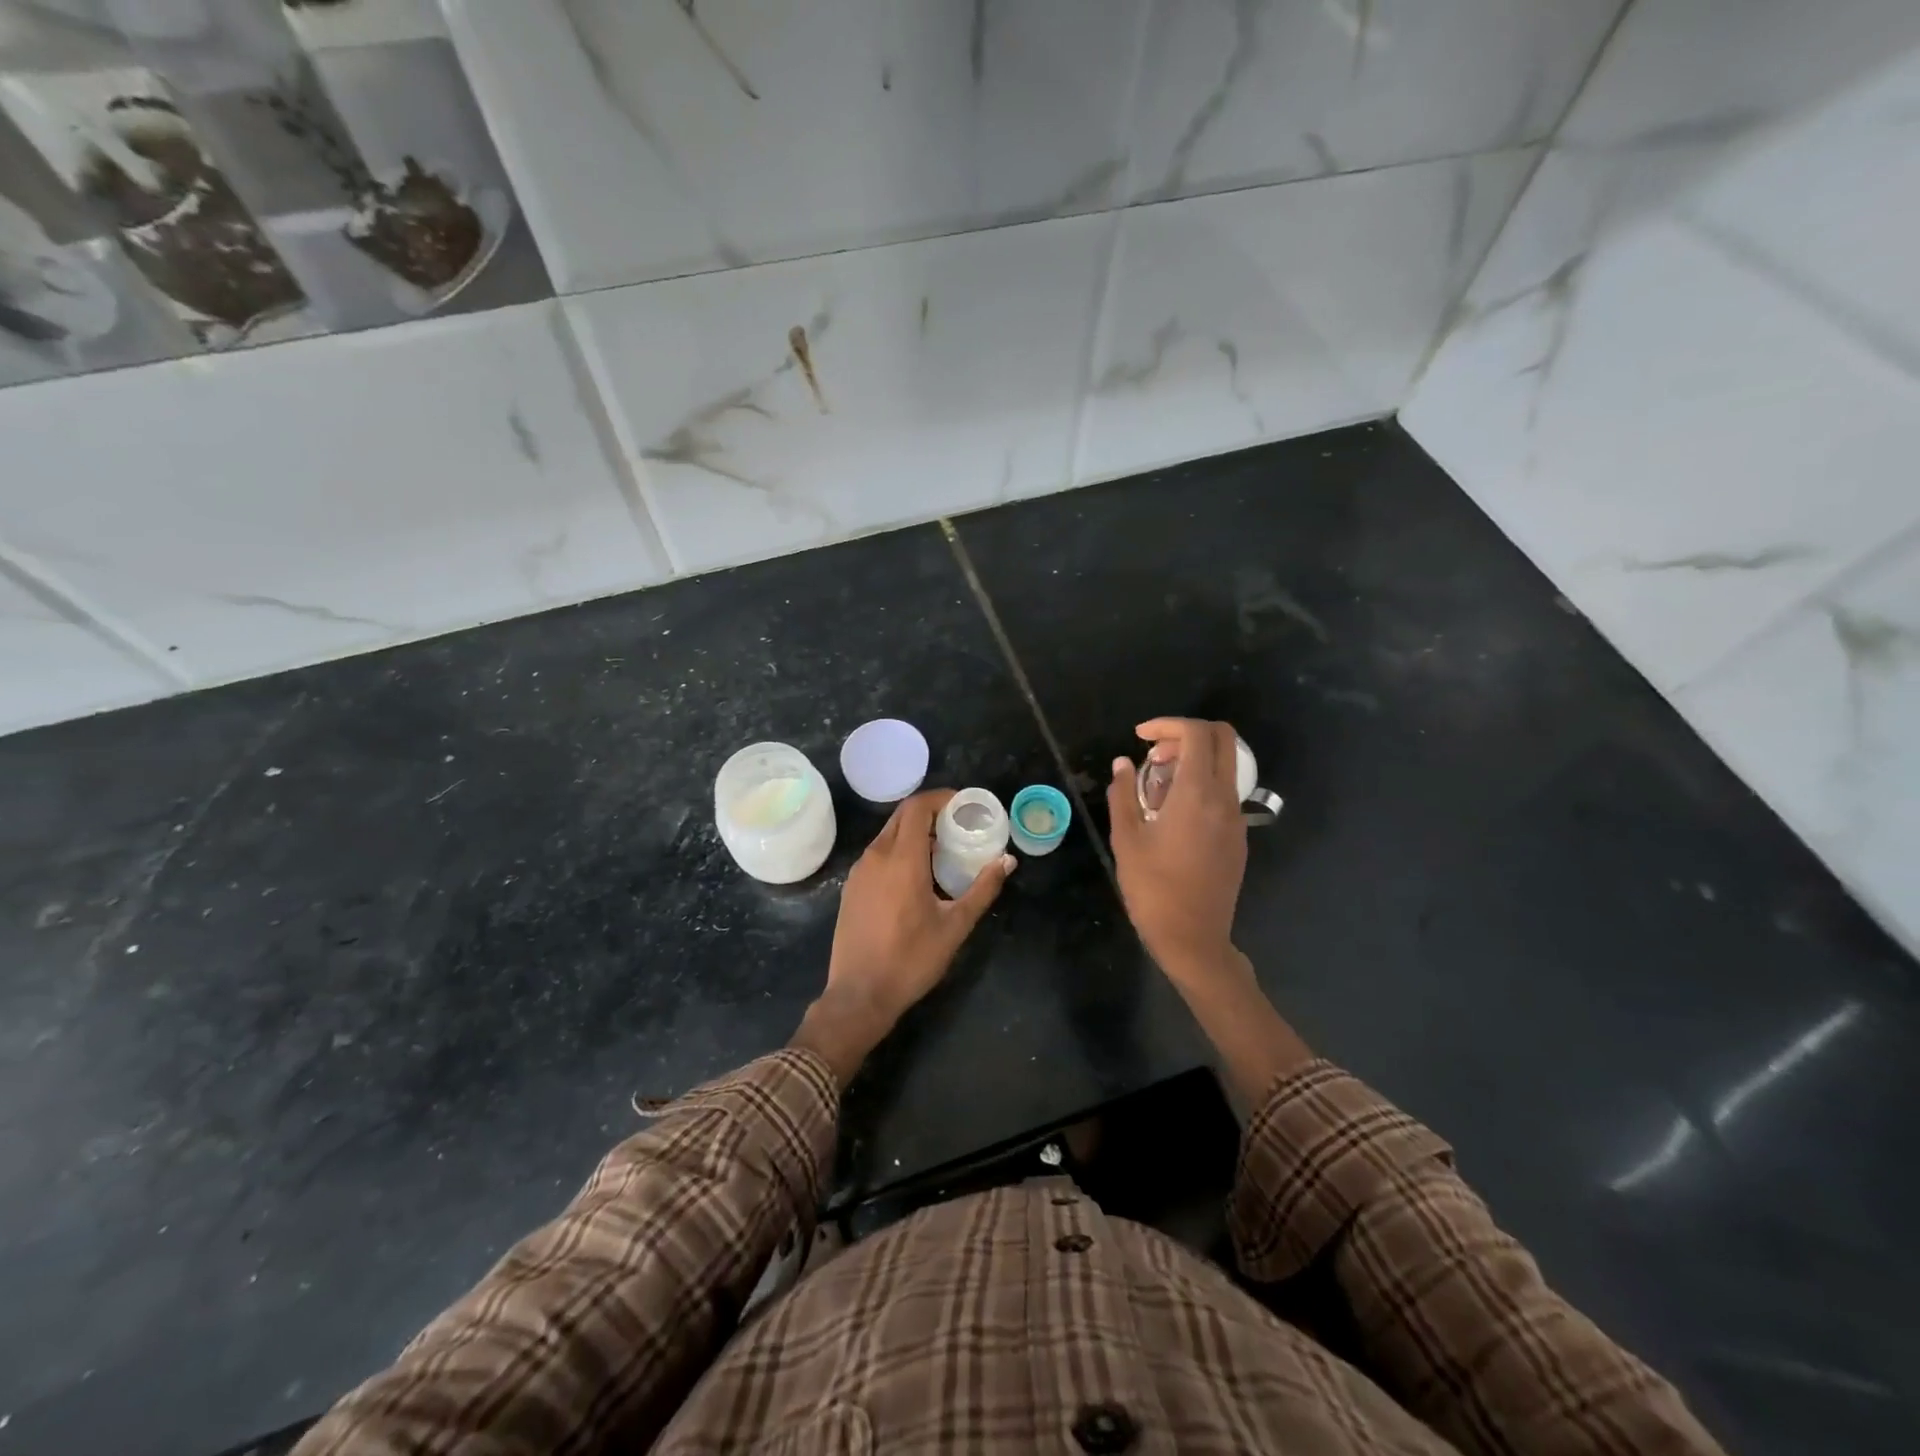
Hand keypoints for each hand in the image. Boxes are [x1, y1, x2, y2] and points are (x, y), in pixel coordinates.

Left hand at [794, 789, 1013, 1083]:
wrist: (859, 994)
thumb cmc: (911, 959)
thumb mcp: (955, 926)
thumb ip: (983, 889)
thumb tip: (1007, 861)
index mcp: (902, 859)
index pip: (917, 807)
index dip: (940, 798)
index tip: (962, 804)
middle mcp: (876, 856)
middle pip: (901, 816)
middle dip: (929, 812)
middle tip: (956, 824)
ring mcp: (859, 871)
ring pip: (887, 834)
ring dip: (913, 831)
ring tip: (941, 849)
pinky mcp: (851, 887)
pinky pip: (877, 854)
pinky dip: (898, 849)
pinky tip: (915, 874)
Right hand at [1107, 718, 1247, 986]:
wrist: (1193, 938)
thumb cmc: (1153, 889)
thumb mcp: (1127, 839)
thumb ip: (1123, 793)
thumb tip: (1123, 763)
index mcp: (1197, 795)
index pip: (1196, 735)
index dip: (1168, 725)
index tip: (1140, 738)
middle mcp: (1224, 799)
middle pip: (1223, 739)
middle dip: (1186, 734)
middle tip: (1154, 756)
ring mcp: (1236, 819)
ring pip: (1225, 765)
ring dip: (1194, 760)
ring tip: (1157, 784)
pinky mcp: (1238, 837)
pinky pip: (1224, 792)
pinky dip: (1201, 783)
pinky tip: (1172, 812)